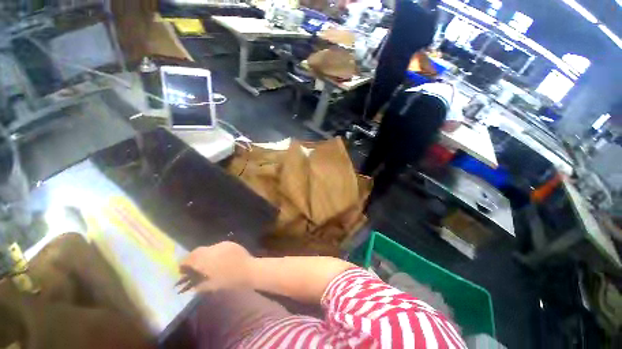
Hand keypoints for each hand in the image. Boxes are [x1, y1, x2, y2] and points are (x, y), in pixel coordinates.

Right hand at [177, 242, 254, 292]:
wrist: (249, 269)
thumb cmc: (231, 280)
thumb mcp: (212, 286)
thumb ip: (199, 285)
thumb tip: (190, 287)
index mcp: (206, 260)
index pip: (190, 258)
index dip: (184, 263)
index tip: (181, 269)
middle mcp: (213, 249)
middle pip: (197, 251)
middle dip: (192, 258)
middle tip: (192, 266)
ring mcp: (222, 245)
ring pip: (207, 248)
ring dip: (203, 255)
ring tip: (205, 263)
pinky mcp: (230, 243)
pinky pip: (218, 246)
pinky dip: (213, 252)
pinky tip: (217, 259)